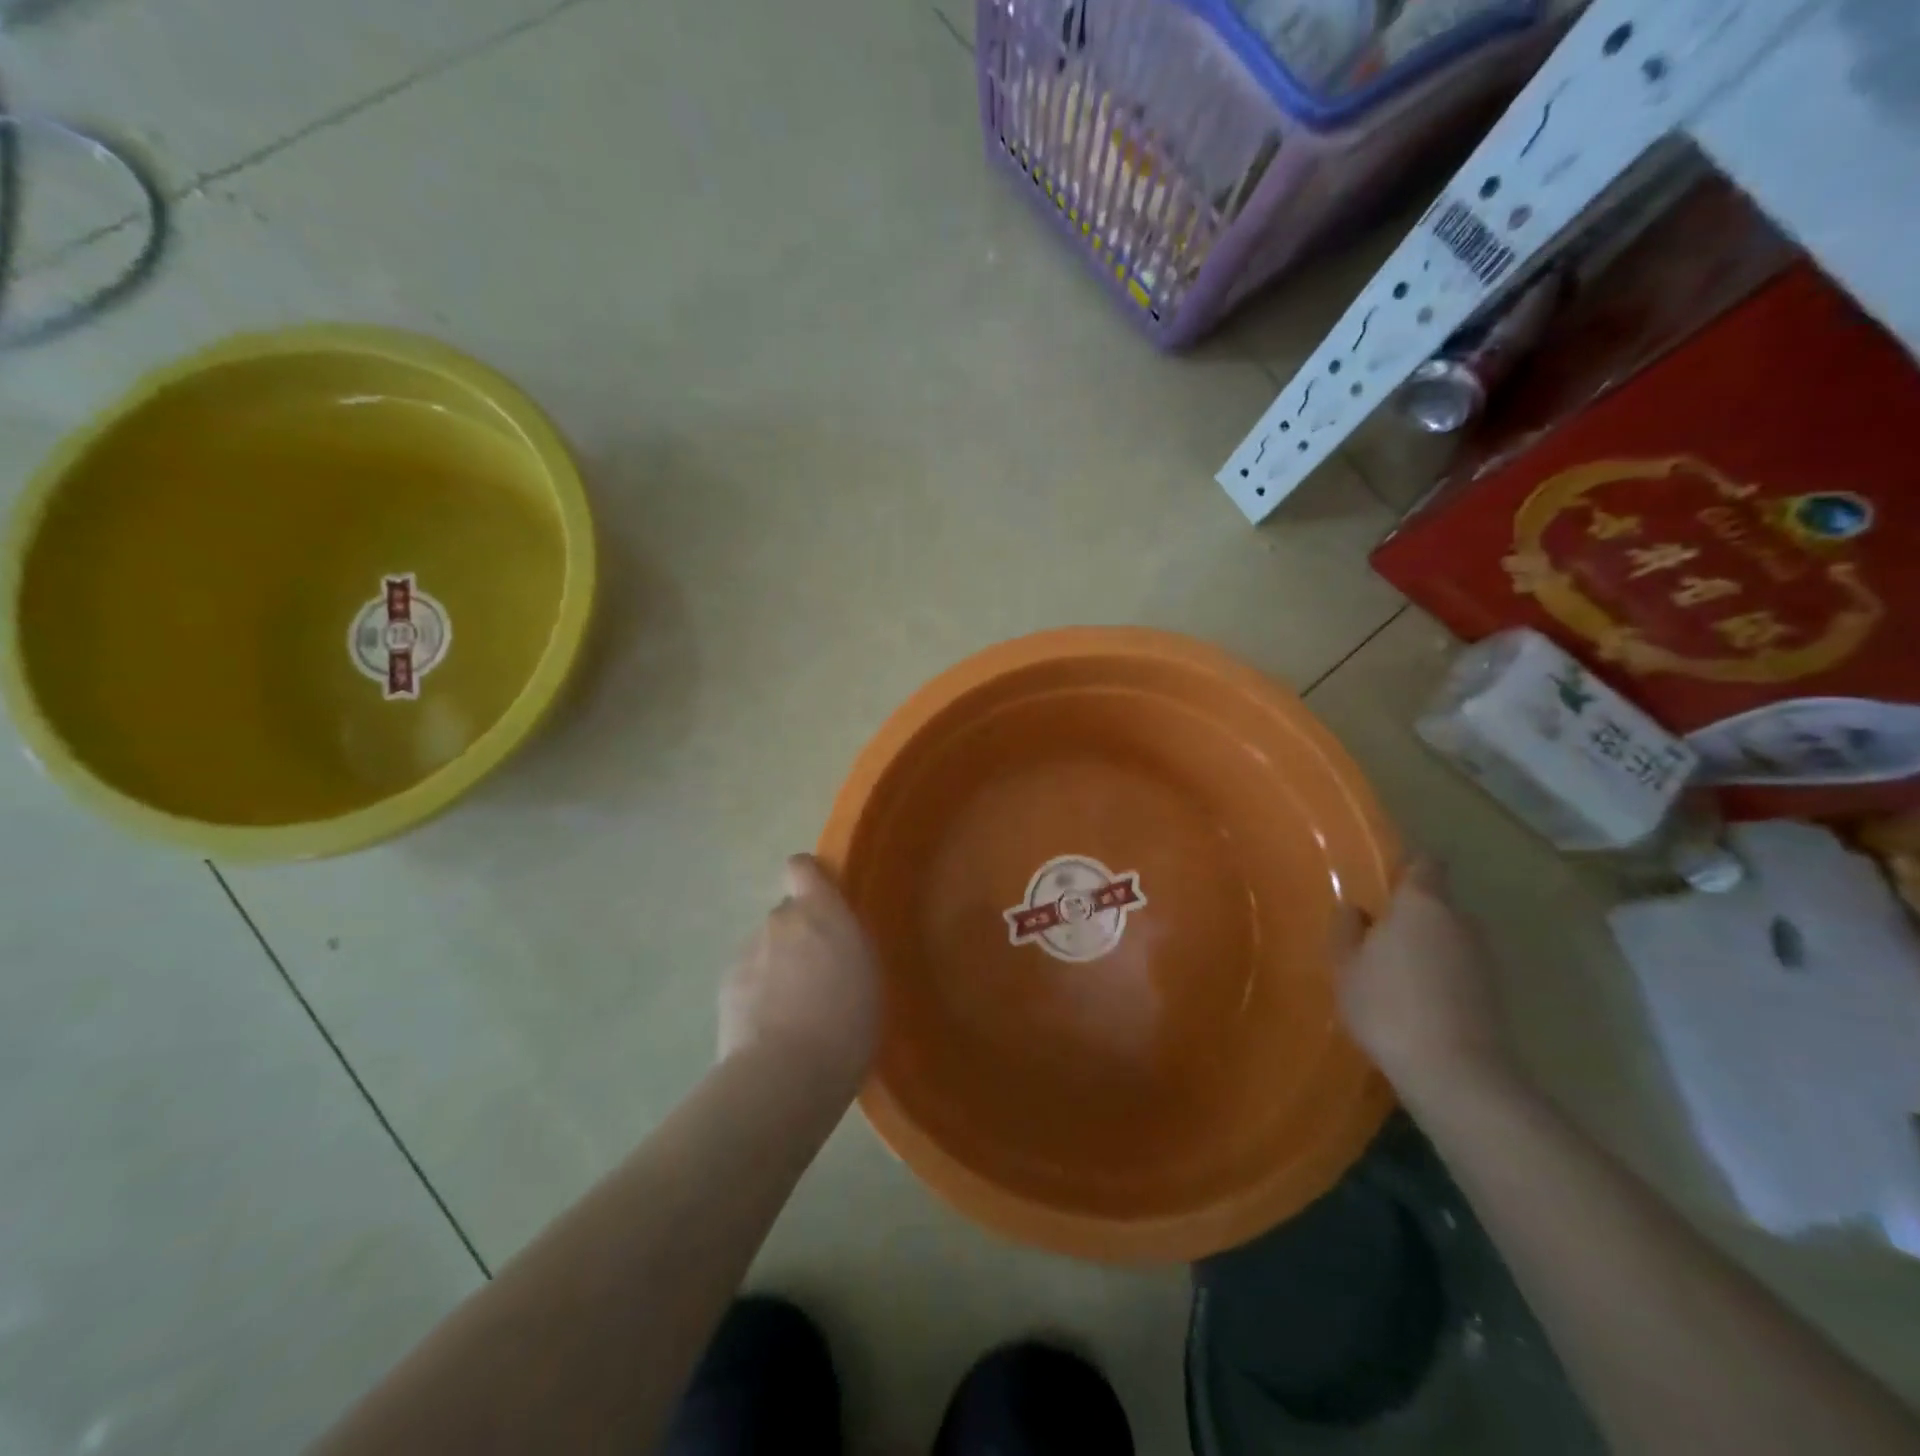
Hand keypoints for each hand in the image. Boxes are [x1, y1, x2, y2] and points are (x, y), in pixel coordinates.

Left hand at [719, 855, 879, 1091]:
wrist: (787, 1073)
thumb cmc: (847, 1021)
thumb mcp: (868, 975)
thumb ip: (846, 944)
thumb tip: (832, 942)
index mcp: (821, 911)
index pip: (801, 867)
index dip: (807, 878)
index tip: (820, 899)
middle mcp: (780, 920)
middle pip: (787, 916)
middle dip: (798, 936)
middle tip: (816, 974)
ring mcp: (748, 950)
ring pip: (766, 949)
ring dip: (777, 967)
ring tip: (793, 1011)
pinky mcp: (727, 984)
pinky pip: (749, 977)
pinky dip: (758, 993)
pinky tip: (770, 1028)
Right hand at [1333, 857, 1514, 1103]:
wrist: (1456, 1073)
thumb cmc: (1388, 1006)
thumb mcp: (1346, 966)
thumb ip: (1347, 929)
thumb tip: (1354, 908)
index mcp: (1422, 903)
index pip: (1424, 863)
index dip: (1406, 866)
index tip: (1383, 879)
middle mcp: (1460, 921)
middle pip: (1436, 902)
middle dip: (1410, 912)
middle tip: (1375, 931)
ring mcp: (1483, 958)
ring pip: (1448, 937)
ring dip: (1425, 946)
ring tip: (1392, 970)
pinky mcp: (1494, 993)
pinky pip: (1459, 968)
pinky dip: (1439, 974)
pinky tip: (1415, 999)